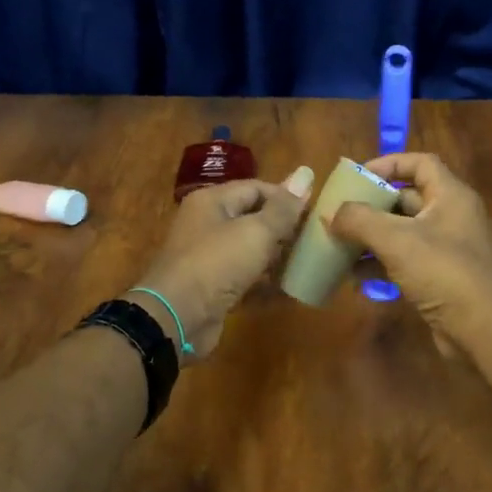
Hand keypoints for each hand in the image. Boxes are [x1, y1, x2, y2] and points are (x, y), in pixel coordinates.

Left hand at [131, 169, 311, 359]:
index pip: (256, 188)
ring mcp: (208, 258)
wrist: (177, 317)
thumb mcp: (256, 232)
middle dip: (283, 229)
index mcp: (212, 201)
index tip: (314, 213)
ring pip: (249, 250)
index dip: (286, 198)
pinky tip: (289, 291)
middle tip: (314, 240)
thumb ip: (283, 208)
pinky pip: (244, 279)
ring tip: (307, 264)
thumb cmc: (217, 263)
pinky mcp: (212, 288)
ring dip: (276, 258)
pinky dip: (264, 284)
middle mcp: (207, 224)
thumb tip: (306, 173)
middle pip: (252, 218)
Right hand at [327, 152, 491, 357]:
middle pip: (406, 199)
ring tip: (338, 245)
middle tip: (339, 213)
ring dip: (370, 238)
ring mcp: (446, 249)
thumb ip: (359, 220)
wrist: (482, 329)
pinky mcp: (439, 278)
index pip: (420, 163)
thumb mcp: (396, 239)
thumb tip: (331, 213)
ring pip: (402, 233)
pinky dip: (379, 265)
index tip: (357, 176)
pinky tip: (353, 277)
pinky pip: (404, 262)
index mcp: (450, 196)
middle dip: (371, 206)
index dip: (388, 164)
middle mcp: (451, 217)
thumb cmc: (442, 271)